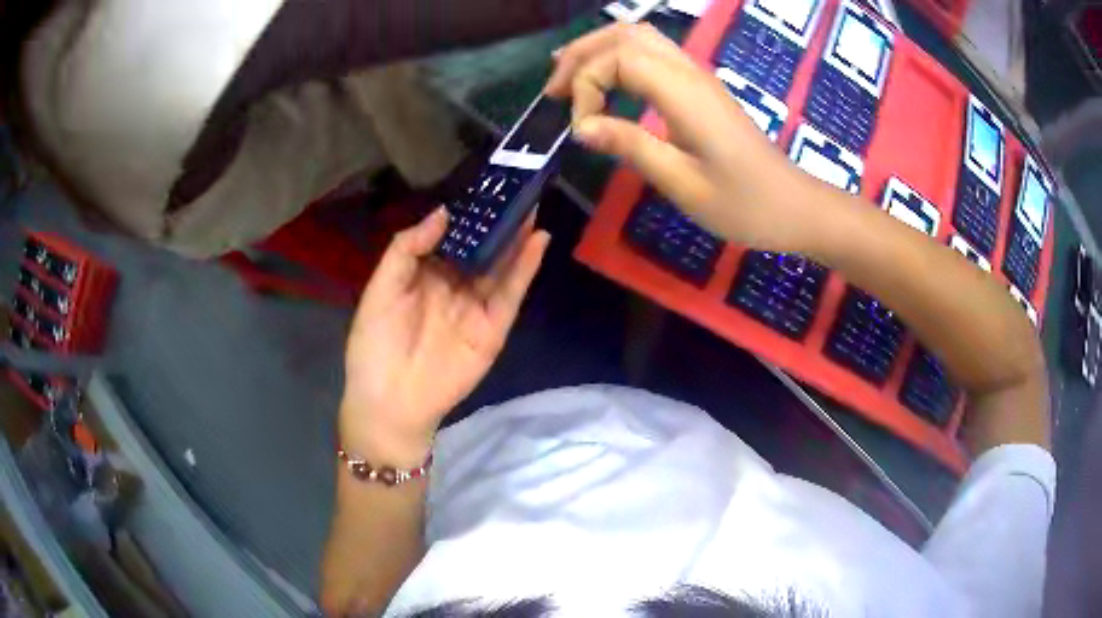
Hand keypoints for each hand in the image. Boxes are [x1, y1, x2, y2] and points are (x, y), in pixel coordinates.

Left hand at [341, 208, 550, 464]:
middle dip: (499, 219)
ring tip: (533, 202)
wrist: (390, 400)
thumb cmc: (375, 342)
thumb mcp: (381, 287)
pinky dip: (526, 267)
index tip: (484, 183)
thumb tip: (444, 212)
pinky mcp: (493, 327)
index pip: (453, 236)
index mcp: (426, 273)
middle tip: (518, 185)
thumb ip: (408, 247)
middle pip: (483, 247)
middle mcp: (455, 285)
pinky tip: (537, 239)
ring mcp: (476, 306)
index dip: (468, 212)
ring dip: (518, 236)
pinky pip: (511, 293)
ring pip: (502, 265)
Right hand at [545, 24, 816, 252]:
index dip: (586, 85)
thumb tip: (581, 127)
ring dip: (598, 50)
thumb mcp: (683, 183)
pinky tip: (607, 81)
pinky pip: (653, 53)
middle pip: (625, 34)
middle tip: (553, 91)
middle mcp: (689, 72)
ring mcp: (698, 76)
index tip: (581, 129)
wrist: (794, 207)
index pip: (618, 58)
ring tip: (568, 79)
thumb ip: (631, 146)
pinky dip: (620, 58)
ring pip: (640, 37)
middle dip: (581, 55)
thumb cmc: (744, 204)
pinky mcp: (701, 87)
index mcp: (684, 92)